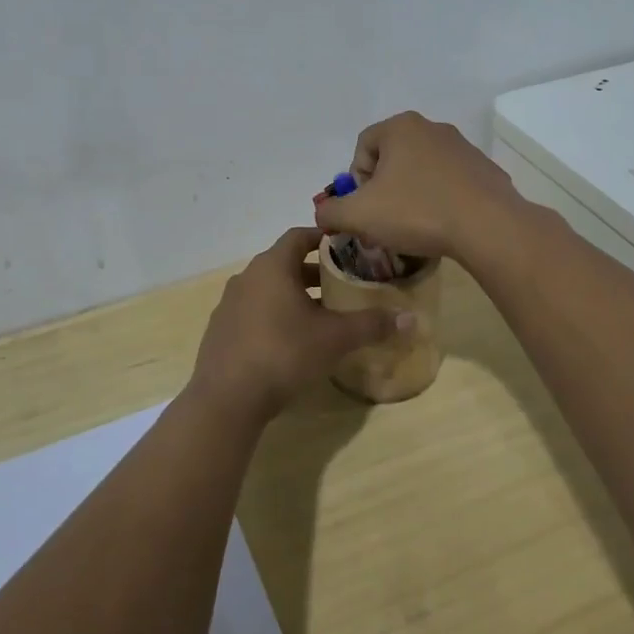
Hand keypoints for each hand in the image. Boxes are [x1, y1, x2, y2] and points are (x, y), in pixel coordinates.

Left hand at [188, 227, 409, 425]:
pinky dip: (274, 316)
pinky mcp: (221, 330)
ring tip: (321, 315)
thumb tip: (412, 319)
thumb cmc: (284, 353)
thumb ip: (372, 324)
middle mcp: (247, 277)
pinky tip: (290, 341)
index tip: (346, 247)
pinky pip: (253, 312)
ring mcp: (229, 304)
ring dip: (293, 295)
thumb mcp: (334, 338)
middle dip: (313, 272)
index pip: (299, 236)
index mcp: (272, 266)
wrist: (227, 397)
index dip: (323, 238)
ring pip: (268, 289)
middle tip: (341, 285)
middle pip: (284, 263)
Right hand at [313, 111, 525, 261]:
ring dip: (412, 194)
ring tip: (414, 227)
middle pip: (393, 157)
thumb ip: (330, 212)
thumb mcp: (358, 215)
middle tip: (384, 220)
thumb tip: (324, 213)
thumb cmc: (416, 212)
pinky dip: (441, 200)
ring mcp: (463, 147)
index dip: (356, 180)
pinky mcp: (485, 170)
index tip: (364, 208)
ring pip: (423, 170)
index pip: (363, 146)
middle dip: (384, 188)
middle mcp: (432, 128)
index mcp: (400, 127)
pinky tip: (443, 226)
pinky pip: (451, 183)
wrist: (487, 226)